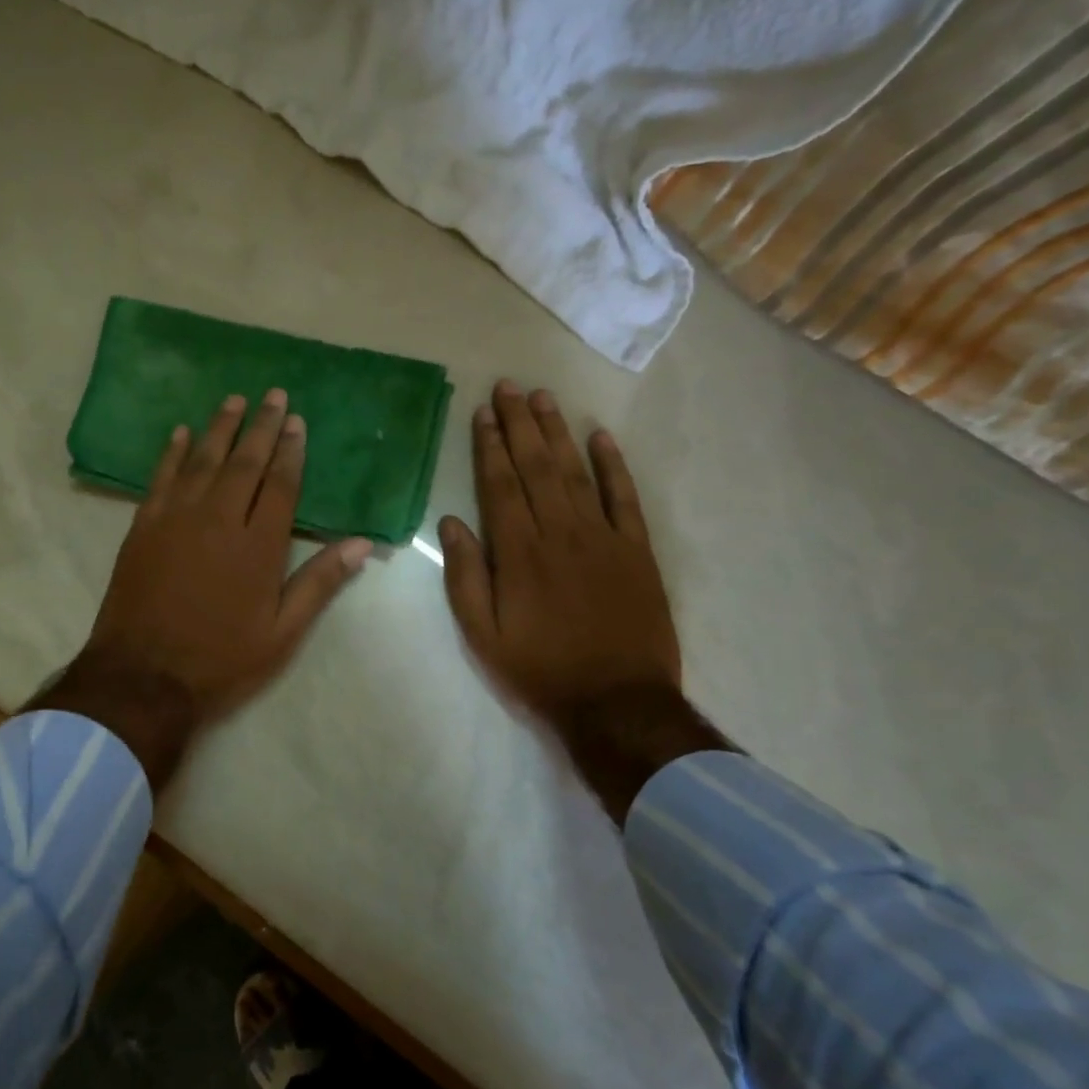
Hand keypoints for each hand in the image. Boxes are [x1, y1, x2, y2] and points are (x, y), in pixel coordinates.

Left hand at [82, 389, 371, 725]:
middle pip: (244, 463)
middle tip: (272, 395)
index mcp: (258, 546)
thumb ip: (319, 584)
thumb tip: (361, 544)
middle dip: (261, 427)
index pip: (280, 485)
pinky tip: (181, 434)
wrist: (143, 677)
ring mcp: (176, 519)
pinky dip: (172, 453)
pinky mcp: (143, 527)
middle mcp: (219, 520)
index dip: (291, 452)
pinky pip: (161, 478)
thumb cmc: (220, 660)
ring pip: (202, 461)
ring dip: (219, 428)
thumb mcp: (281, 634)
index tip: (297, 422)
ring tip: (234, 400)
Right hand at [439, 381, 680, 735]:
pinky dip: (613, 465)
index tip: (483, 412)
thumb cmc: (539, 669)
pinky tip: (600, 437)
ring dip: (557, 433)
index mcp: (518, 553)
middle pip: (536, 467)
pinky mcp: (637, 550)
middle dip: (520, 424)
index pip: (500, 485)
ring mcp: (603, 538)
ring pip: (576, 472)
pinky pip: (624, 497)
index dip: (490, 446)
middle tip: (510, 386)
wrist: (616, 701)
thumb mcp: (482, 635)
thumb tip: (451, 523)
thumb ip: (464, 577)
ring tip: (543, 398)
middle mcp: (560, 532)